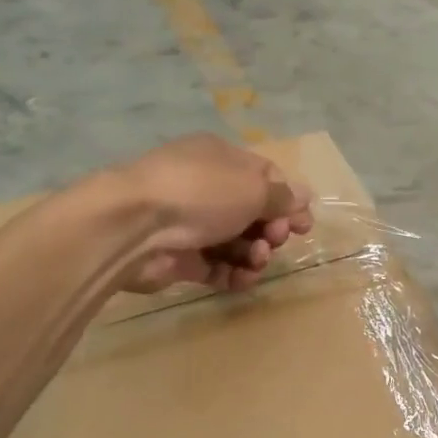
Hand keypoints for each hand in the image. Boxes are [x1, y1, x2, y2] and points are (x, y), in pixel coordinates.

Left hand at [103, 133, 313, 292]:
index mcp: (222, 159)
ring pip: (237, 242)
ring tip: (256, 260)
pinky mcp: (180, 258)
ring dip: (255, 254)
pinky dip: (234, 274)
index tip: (303, 225)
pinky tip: (242, 279)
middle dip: (272, 229)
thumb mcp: (253, 188)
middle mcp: (206, 187)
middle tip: (276, 240)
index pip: (266, 178)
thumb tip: (304, 196)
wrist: (133, 227)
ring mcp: (191, 224)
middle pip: (253, 212)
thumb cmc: (201, 193)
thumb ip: (282, 197)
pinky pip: (217, 267)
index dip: (288, 201)